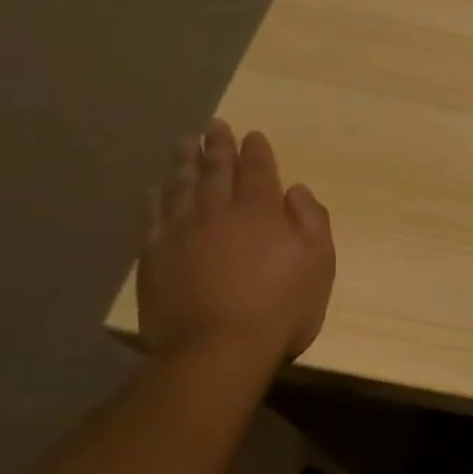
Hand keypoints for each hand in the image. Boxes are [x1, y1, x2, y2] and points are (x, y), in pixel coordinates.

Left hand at [138, 120, 334, 360]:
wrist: (216, 348)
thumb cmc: (280, 307)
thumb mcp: (319, 264)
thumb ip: (312, 221)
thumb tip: (296, 190)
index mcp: (262, 211)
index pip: (259, 170)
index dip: (257, 151)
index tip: (254, 135)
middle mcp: (218, 211)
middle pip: (217, 170)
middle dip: (218, 145)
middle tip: (215, 125)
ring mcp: (181, 231)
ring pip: (182, 185)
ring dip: (185, 161)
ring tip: (185, 142)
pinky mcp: (154, 255)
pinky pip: (153, 214)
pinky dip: (155, 196)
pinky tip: (155, 186)